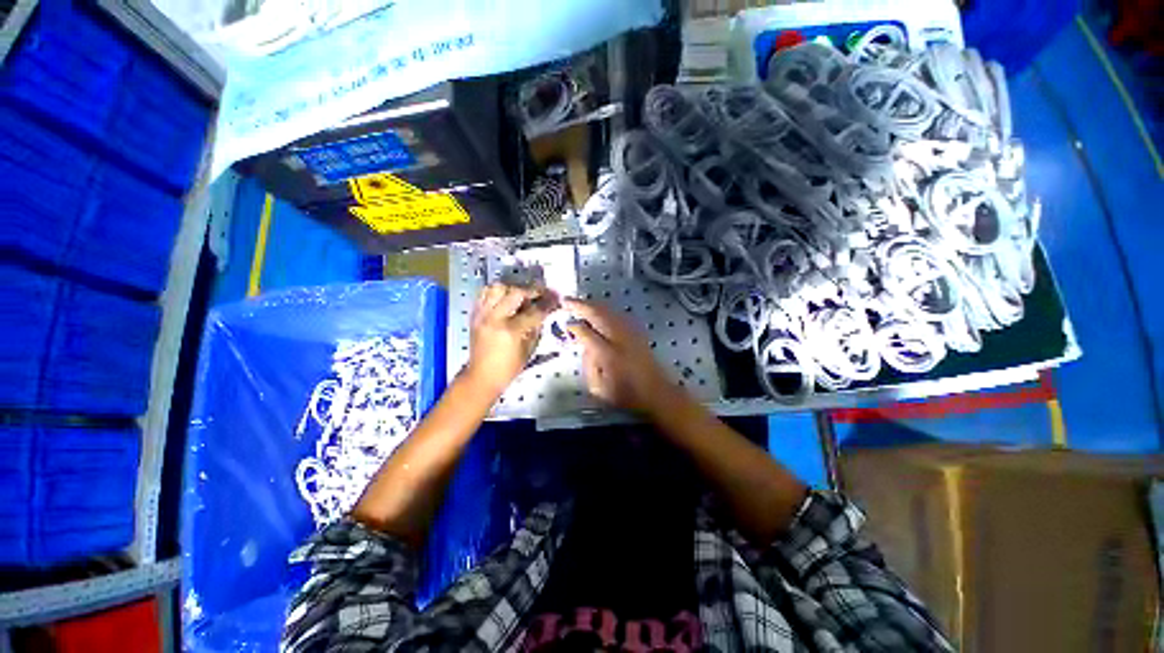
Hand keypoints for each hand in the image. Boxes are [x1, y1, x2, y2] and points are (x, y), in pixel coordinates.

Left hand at [465, 284, 558, 395]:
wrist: (482, 376)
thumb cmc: (509, 367)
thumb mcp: (529, 349)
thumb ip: (536, 327)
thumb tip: (544, 311)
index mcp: (511, 331)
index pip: (534, 311)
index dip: (548, 304)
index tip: (556, 298)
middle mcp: (495, 318)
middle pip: (516, 292)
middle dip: (532, 290)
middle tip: (541, 292)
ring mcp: (482, 315)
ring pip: (497, 287)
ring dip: (512, 288)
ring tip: (521, 294)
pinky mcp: (475, 314)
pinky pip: (484, 294)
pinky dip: (497, 292)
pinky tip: (505, 297)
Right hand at [564, 298, 677, 414]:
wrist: (656, 391)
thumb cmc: (625, 394)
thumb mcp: (599, 387)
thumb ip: (588, 365)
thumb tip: (584, 345)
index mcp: (607, 354)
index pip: (586, 333)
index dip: (574, 326)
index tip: (565, 323)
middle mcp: (619, 337)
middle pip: (597, 314)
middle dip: (581, 306)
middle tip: (566, 301)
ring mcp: (630, 331)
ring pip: (607, 310)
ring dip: (592, 305)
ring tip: (578, 303)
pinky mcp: (636, 330)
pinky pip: (616, 313)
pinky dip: (604, 308)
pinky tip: (598, 310)